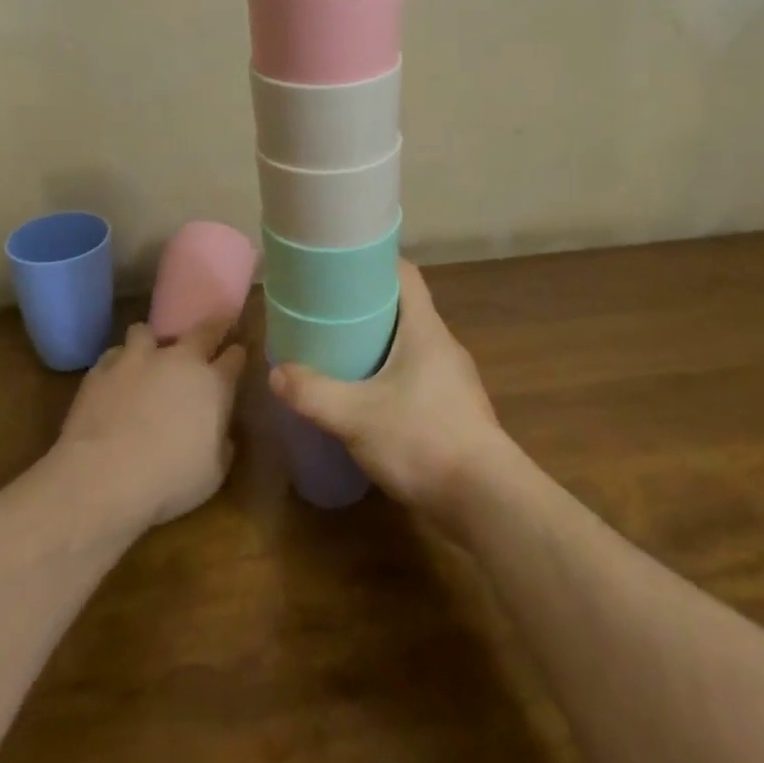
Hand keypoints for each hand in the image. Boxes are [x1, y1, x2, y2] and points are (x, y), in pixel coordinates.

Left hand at [54, 317, 246, 529]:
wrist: (104, 476)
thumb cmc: (169, 479)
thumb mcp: (213, 473)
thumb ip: (221, 443)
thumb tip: (219, 432)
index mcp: (213, 383)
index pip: (234, 357)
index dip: (237, 354)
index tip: (238, 353)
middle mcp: (179, 360)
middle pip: (203, 330)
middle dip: (213, 326)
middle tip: (214, 328)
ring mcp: (138, 359)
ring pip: (147, 331)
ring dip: (151, 342)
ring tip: (148, 358)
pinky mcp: (103, 368)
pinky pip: (114, 355)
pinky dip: (118, 364)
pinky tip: (115, 381)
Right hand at [269, 260, 510, 526]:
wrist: (486, 500)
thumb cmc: (422, 439)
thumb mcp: (356, 416)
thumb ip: (313, 394)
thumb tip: (277, 373)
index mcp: (425, 328)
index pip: (405, 274)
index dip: (374, 262)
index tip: (341, 266)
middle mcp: (443, 344)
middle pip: (404, 308)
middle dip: (367, 307)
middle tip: (328, 312)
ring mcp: (453, 378)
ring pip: (411, 344)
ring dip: (379, 344)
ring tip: (342, 352)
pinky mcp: (455, 408)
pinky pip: (418, 375)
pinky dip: (392, 375)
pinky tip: (369, 398)